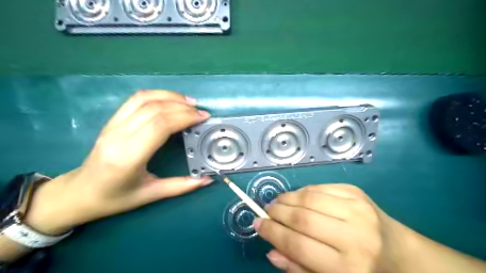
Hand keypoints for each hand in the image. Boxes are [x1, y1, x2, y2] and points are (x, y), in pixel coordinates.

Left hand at [23, 90, 212, 234]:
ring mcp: (112, 125)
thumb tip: (208, 180)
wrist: (80, 193)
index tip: (203, 118)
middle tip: (201, 112)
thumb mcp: (150, 195)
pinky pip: (135, 100)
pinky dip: (157, 95)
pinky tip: (171, 100)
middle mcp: (118, 136)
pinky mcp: (112, 120)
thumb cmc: (115, 198)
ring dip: (170, 96)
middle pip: (154, 110)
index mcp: (128, 157)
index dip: (184, 117)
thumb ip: (181, 186)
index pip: (159, 126)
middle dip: (182, 107)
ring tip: (190, 102)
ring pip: (144, 99)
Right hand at [253, 184, 400, 272]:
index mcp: (348, 268)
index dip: (272, 232)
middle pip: (302, 218)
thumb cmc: (362, 271)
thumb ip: (299, 268)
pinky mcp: (357, 193)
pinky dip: (303, 191)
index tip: (257, 224)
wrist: (401, 254)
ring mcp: (357, 209)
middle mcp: (354, 236)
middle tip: (265, 211)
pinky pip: (320, 187)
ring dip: (287, 198)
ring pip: (309, 198)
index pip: (298, 245)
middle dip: (277, 213)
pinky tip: (296, 197)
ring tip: (277, 202)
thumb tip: (271, 251)